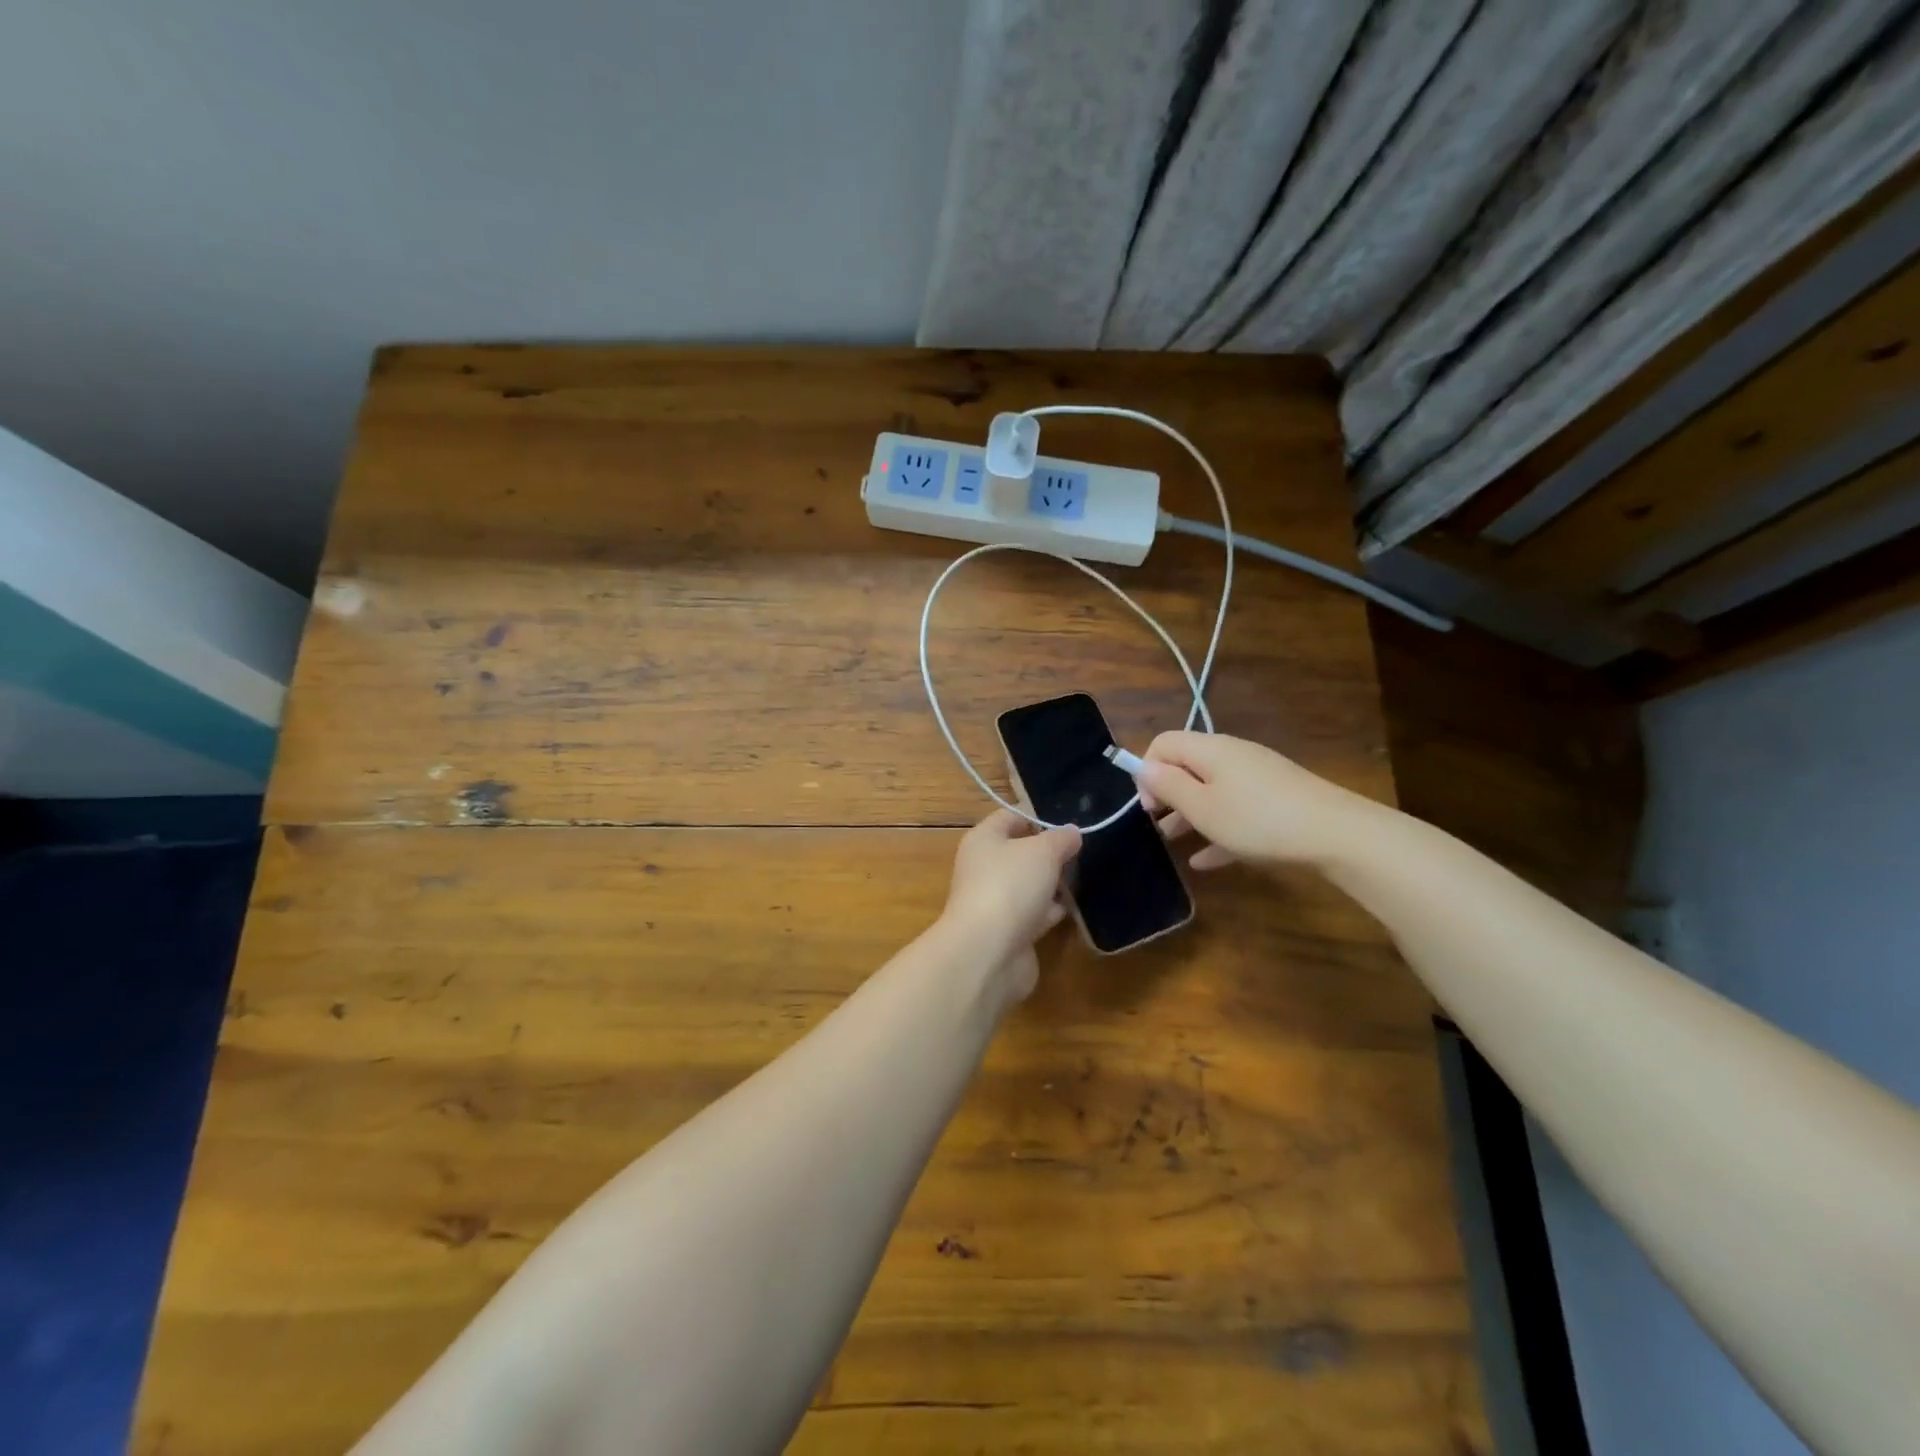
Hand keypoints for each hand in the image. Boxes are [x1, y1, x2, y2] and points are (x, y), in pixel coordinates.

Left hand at [940, 810, 1081, 997]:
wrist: (988, 952)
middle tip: (1085, 849)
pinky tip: (1075, 908)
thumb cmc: (1010, 886)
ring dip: (1053, 883)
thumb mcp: (1042, 851)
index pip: (1010, 817)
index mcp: (983, 840)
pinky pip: (1034, 914)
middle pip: (1021, 852)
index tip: (1071, 819)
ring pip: (1029, 885)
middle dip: (1050, 852)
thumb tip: (1071, 832)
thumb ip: (1060, 839)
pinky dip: (1051, 911)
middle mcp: (984, 868)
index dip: (1038, 815)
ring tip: (1086, 875)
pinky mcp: (1009, 932)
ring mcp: (995, 902)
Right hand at [1134, 731, 1376, 869]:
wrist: (1336, 833)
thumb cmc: (1257, 819)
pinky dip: (1218, 829)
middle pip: (1187, 766)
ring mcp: (1257, 777)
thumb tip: (1144, 768)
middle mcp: (1232, 756)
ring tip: (1173, 844)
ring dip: (1189, 814)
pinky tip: (1206, 862)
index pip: (1164, 743)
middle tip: (1157, 825)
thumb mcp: (1203, 807)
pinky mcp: (1276, 799)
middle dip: (1167, 795)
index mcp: (1209, 750)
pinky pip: (1236, 810)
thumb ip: (1169, 786)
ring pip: (1211, 790)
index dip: (1147, 770)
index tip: (1148, 806)